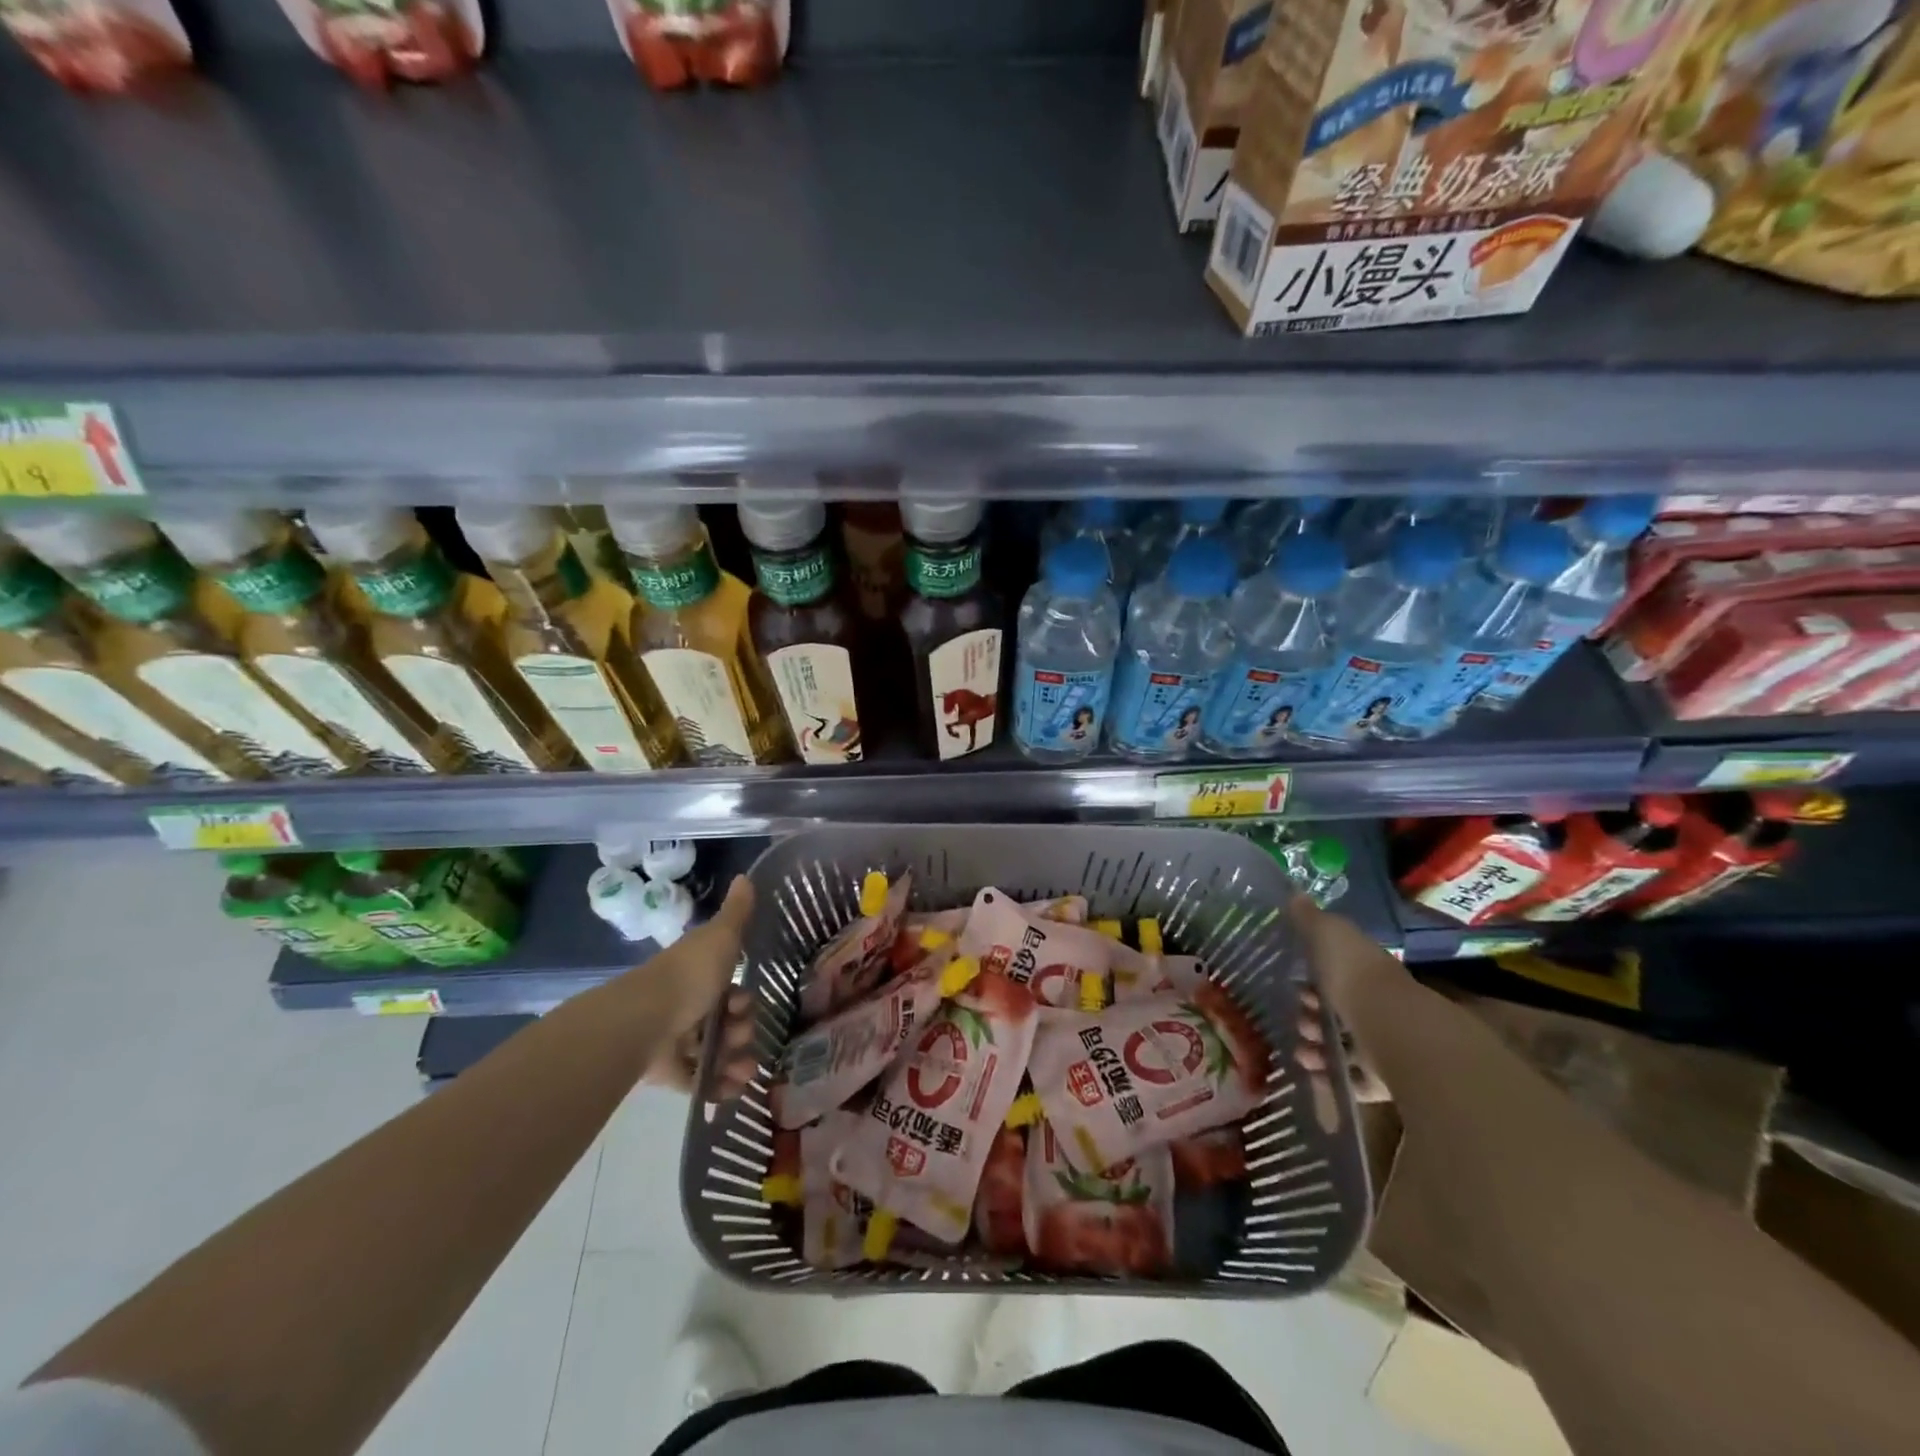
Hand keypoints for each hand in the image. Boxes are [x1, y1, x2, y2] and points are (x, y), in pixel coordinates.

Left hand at [623, 875, 760, 1098]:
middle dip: (742, 1031)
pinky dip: (716, 1088)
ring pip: (713, 1052)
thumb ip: (737, 912)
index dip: (742, 999)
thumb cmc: (688, 975)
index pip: (727, 989)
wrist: (643, 1020)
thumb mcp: (721, 937)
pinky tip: (732, 1092)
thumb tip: (745, 876)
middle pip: (723, 1022)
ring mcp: (674, 1039)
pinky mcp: (665, 1071)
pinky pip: (697, 1081)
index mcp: (697, 974)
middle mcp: (686, 1004)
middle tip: (741, 1037)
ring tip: (743, 1072)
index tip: (743, 1004)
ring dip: (735, 1062)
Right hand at [1288, 896, 1398, 1106]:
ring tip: (1301, 1052)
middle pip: (1340, 1011)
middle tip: (1297, 1021)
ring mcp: (1385, 1043)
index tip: (1294, 985)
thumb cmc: (1357, 978)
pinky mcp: (1388, 1079)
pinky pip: (1355, 1079)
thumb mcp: (1329, 937)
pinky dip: (1333, 1077)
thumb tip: (1295, 893)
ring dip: (1318, 1048)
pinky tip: (1313, 1075)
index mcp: (1367, 971)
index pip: (1340, 973)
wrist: (1396, 1033)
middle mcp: (1379, 1005)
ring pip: (1345, 1046)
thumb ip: (1311, 919)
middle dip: (1312, 1016)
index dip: (1314, 979)